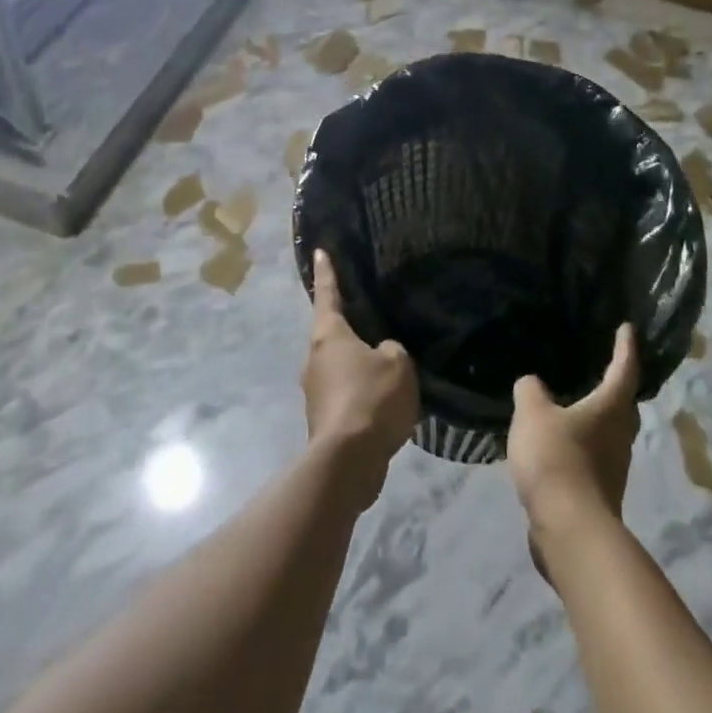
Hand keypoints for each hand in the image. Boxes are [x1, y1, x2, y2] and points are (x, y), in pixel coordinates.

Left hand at [303, 252, 417, 507]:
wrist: (348, 461)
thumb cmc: (370, 398)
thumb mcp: (397, 363)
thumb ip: (392, 350)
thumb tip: (381, 354)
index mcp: (328, 335)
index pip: (328, 293)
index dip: (327, 271)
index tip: (320, 251)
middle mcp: (314, 358)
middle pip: (331, 333)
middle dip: (348, 327)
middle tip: (370, 320)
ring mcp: (314, 390)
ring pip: (338, 366)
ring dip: (356, 365)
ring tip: (384, 368)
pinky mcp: (322, 419)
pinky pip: (344, 394)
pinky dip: (360, 393)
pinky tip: (381, 403)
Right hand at [508, 324, 640, 544]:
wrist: (569, 529)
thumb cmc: (557, 458)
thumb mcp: (533, 412)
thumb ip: (531, 390)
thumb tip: (533, 384)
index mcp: (609, 409)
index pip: (623, 370)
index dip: (625, 348)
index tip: (628, 329)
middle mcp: (619, 437)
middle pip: (624, 406)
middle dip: (617, 387)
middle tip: (605, 369)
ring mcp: (613, 470)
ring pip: (611, 435)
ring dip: (599, 420)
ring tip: (576, 407)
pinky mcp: (600, 495)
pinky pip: (594, 459)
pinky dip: (583, 447)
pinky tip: (561, 446)